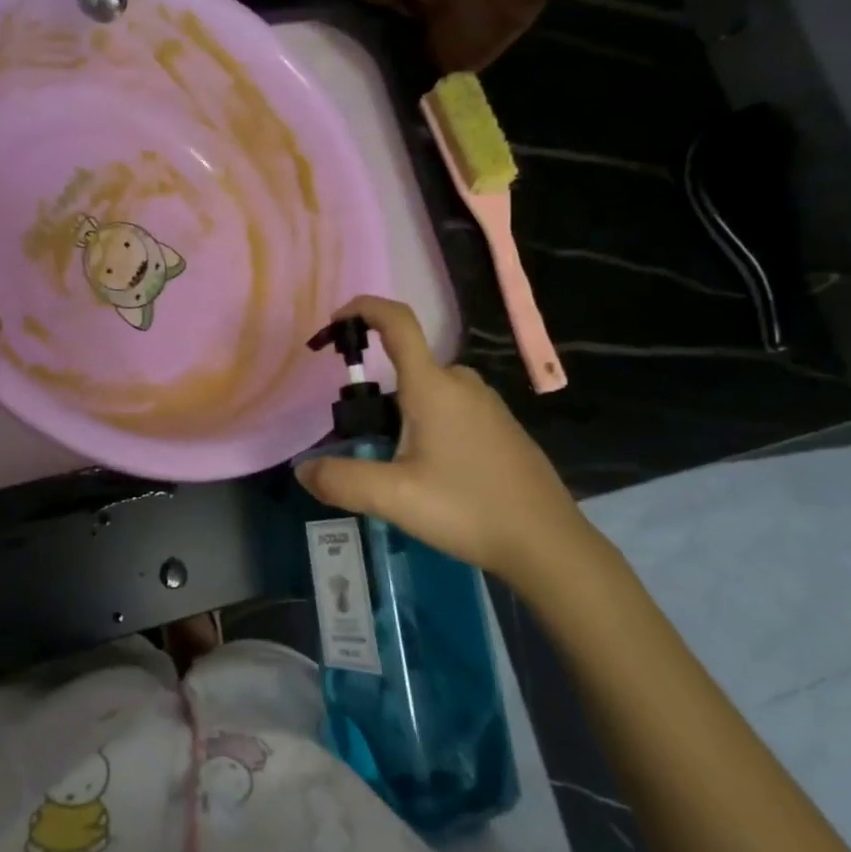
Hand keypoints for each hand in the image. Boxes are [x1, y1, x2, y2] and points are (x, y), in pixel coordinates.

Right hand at [295, 296, 601, 587]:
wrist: (546, 542)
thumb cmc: (467, 509)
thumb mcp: (394, 499)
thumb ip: (341, 480)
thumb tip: (304, 469)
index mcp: (433, 387)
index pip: (397, 322)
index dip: (363, 309)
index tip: (334, 322)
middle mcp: (461, 383)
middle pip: (406, 367)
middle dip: (375, 395)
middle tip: (361, 443)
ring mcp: (486, 404)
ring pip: (428, 393)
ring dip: (401, 416)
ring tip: (393, 469)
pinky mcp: (500, 426)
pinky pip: (450, 410)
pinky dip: (427, 427)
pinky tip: (431, 476)